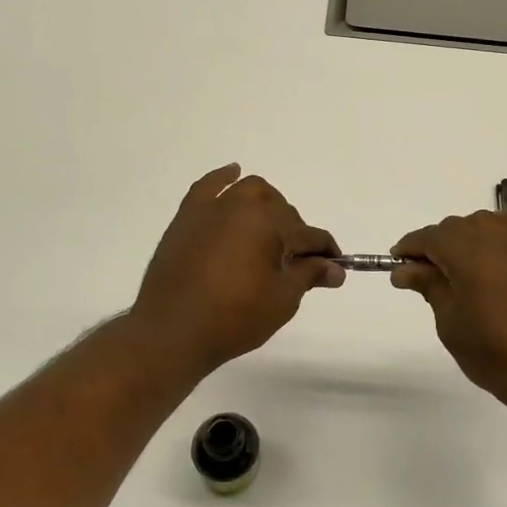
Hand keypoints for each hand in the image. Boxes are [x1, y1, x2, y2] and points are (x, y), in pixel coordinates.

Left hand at [128, 164, 343, 378]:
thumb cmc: (233, 318)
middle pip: (281, 210)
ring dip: (268, 205)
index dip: (325, 252)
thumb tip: (336, 268)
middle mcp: (241, 206)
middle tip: (298, 264)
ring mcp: (211, 209)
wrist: (171, 332)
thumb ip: (309, 275)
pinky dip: (223, 178)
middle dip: (296, 233)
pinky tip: (233, 173)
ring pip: (249, 191)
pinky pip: (208, 187)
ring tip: (272, 231)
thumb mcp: (281, 300)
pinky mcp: (186, 218)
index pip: (308, 234)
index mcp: (268, 223)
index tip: (335, 268)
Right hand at [391, 205, 506, 416]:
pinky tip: (506, 228)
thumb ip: (430, 288)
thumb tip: (405, 269)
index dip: (410, 247)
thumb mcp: (451, 326)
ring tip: (459, 262)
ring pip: (488, 221)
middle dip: (436, 243)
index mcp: (469, 257)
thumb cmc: (496, 357)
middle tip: (423, 274)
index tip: (397, 264)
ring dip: (468, 233)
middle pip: (457, 226)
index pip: (431, 237)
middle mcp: (497, 242)